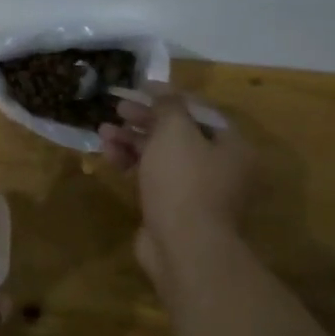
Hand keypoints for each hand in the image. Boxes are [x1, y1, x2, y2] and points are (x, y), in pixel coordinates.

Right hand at [99, 87, 256, 291]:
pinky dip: (131, 164)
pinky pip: (152, 177)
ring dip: (132, 141)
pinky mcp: (173, 208)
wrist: (183, 246)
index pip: (199, 111)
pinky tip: (108, 155)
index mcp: (231, 145)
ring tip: (103, 131)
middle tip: (118, 109)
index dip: (168, 97)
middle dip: (145, 120)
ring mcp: (196, 190)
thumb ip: (168, 106)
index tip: (140, 88)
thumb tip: (161, 89)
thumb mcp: (175, 132)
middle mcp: (219, 166)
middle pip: (178, 133)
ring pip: (161, 156)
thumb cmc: (184, 181)